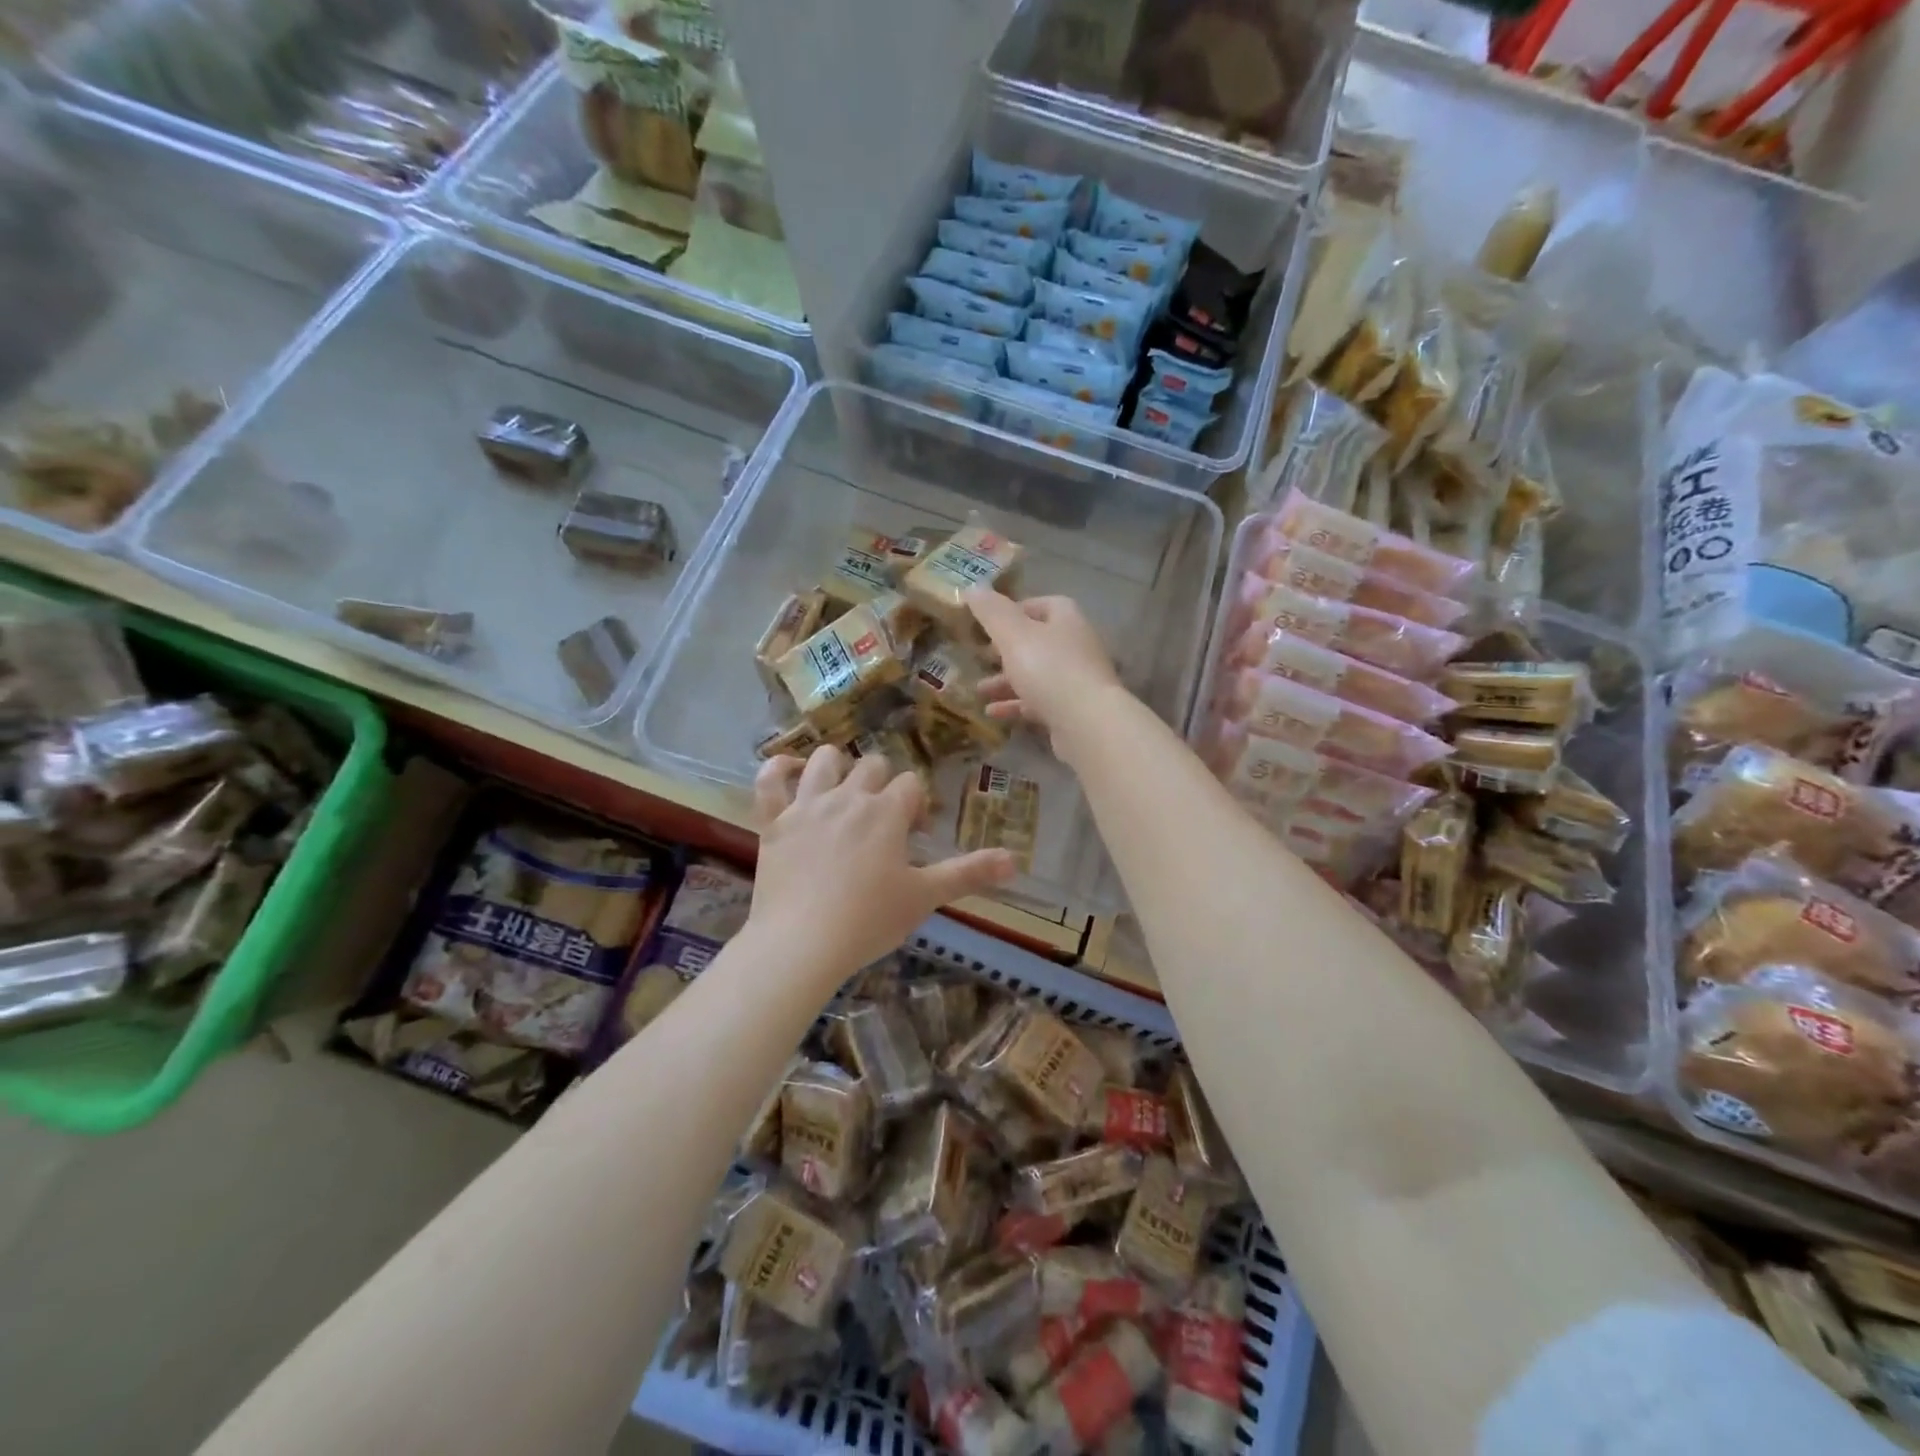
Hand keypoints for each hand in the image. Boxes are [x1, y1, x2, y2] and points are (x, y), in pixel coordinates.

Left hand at [749, 748, 1016, 979]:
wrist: (802, 943)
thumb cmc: (869, 920)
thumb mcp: (925, 897)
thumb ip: (969, 873)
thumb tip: (1015, 860)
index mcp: (886, 812)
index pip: (910, 784)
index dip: (916, 804)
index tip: (914, 835)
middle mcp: (847, 797)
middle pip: (871, 766)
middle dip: (882, 784)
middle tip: (883, 821)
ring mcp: (806, 805)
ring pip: (824, 761)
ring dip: (837, 766)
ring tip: (842, 790)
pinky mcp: (773, 821)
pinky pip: (769, 780)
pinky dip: (777, 770)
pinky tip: (787, 770)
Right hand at [966, 590, 1123, 755]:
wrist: (1087, 723)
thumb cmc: (1049, 669)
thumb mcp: (1013, 635)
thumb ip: (992, 612)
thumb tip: (972, 588)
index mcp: (1066, 620)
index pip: (1043, 605)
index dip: (1015, 610)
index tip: (989, 622)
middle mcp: (1075, 646)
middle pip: (1038, 642)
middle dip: (1006, 650)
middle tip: (981, 655)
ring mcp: (1076, 680)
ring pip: (1036, 675)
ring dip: (1006, 681)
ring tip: (979, 690)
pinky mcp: (1073, 711)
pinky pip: (1040, 703)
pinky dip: (1016, 705)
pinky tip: (992, 712)